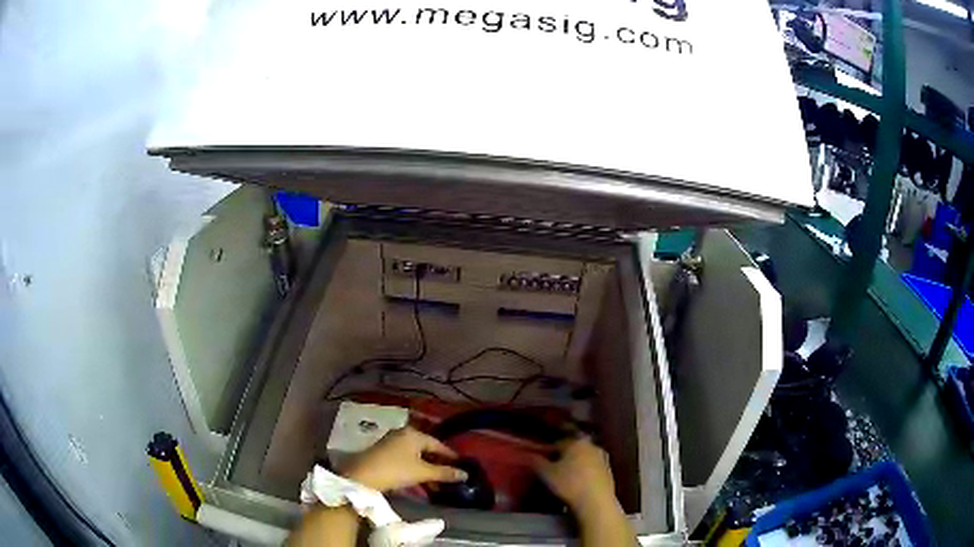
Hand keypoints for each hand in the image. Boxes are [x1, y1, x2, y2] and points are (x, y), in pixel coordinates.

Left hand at [343, 427, 467, 492]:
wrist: (363, 476)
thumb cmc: (396, 470)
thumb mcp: (423, 472)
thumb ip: (444, 473)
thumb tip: (465, 474)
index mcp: (413, 434)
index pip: (437, 444)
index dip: (450, 455)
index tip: (461, 465)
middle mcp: (402, 433)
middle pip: (425, 448)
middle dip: (437, 463)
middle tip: (449, 475)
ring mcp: (390, 442)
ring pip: (414, 455)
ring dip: (425, 468)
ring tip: (435, 483)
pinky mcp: (382, 451)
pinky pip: (404, 458)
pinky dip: (414, 468)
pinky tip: (418, 480)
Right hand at [532, 437, 617, 514]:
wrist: (596, 501)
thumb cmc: (569, 484)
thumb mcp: (547, 474)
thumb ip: (537, 462)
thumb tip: (529, 454)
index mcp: (576, 442)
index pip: (558, 442)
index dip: (548, 451)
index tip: (541, 461)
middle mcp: (592, 446)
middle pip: (573, 449)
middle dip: (563, 457)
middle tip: (553, 468)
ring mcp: (603, 458)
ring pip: (584, 458)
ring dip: (576, 464)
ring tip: (566, 477)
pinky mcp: (609, 471)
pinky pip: (592, 468)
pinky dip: (585, 473)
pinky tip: (579, 484)